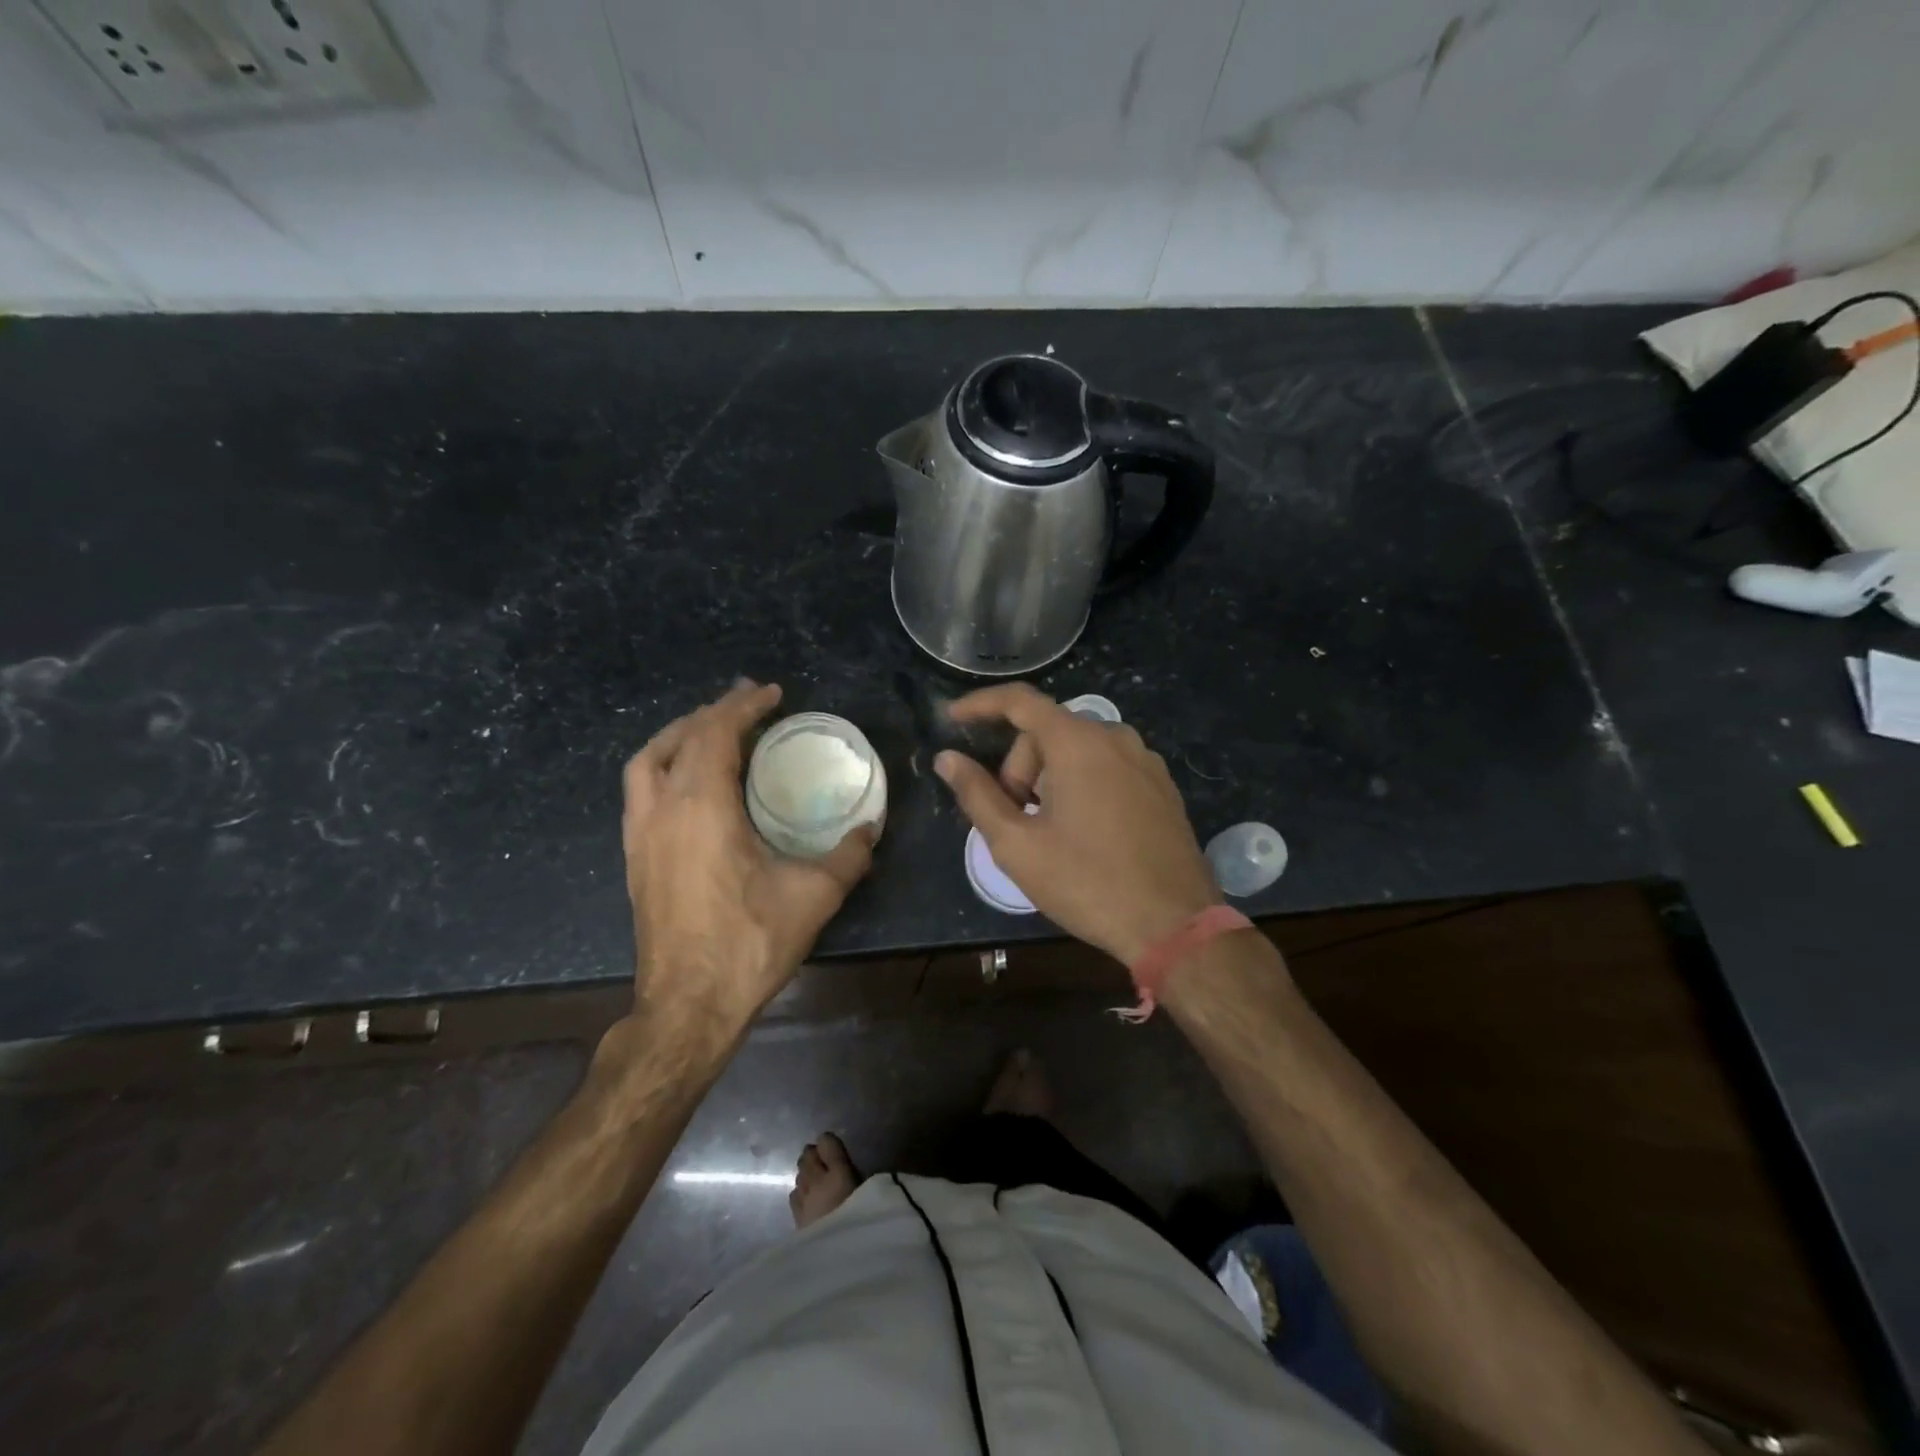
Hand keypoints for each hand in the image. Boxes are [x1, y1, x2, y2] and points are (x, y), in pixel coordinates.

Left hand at [622, 680, 873, 1033]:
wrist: (688, 1006)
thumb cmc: (749, 943)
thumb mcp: (815, 896)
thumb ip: (849, 855)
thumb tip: (870, 828)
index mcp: (701, 807)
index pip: (715, 733)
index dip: (743, 706)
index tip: (771, 693)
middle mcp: (661, 810)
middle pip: (677, 738)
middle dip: (712, 714)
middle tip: (748, 707)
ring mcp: (639, 835)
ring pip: (647, 763)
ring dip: (679, 737)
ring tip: (713, 734)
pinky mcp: (633, 859)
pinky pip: (641, 791)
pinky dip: (665, 768)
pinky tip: (693, 786)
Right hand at [935, 684, 1219, 964]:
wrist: (1174, 925)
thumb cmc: (1087, 883)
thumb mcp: (1018, 845)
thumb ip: (977, 795)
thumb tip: (947, 759)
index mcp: (1079, 743)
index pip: (1020, 701)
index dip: (980, 705)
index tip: (952, 719)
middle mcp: (1116, 738)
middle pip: (1048, 733)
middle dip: (1019, 768)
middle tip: (1014, 819)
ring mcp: (1145, 761)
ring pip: (1077, 750)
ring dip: (1049, 779)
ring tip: (1047, 831)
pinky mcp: (1162, 786)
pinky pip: (1107, 767)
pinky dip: (1081, 785)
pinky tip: (1082, 832)